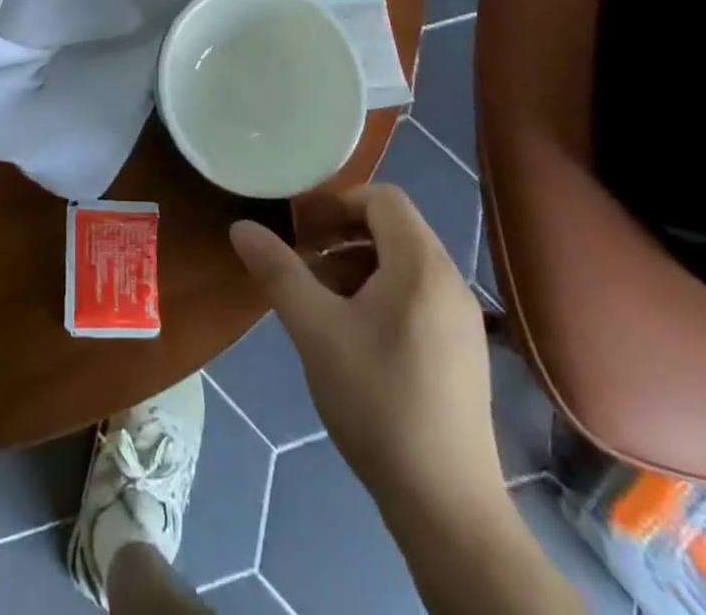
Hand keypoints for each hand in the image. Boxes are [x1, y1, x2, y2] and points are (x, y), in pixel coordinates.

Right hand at [229, 183, 500, 519]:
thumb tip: (241, 227)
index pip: (382, 199)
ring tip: (321, 299)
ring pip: (405, 264)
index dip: (337, 203)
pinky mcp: (464, 352)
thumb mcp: (315, 330)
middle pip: (394, 228)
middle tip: (303, 259)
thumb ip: (278, 271)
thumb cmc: (377, 401)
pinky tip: (354, 335)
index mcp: (421, 265)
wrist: (447, 506)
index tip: (300, 229)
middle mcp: (450, 281)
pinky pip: (419, 296)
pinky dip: (382, 294)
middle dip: (343, 234)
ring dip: (359, 265)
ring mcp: (463, 319)